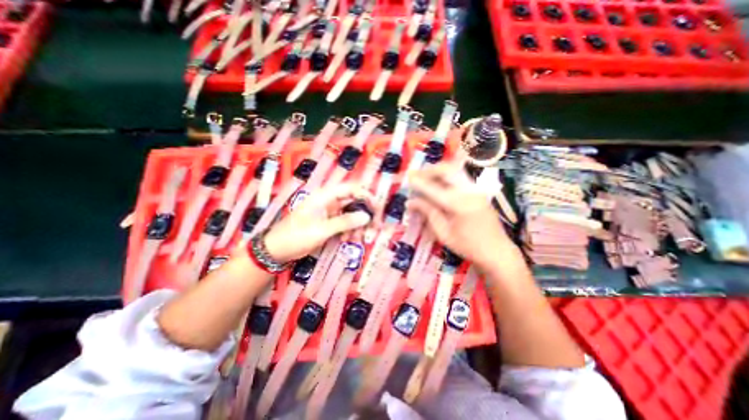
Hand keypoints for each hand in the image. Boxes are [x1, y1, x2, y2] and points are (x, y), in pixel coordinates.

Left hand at [264, 184, 379, 262]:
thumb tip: (366, 216)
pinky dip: (348, 231)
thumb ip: (345, 222)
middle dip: (364, 214)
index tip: (376, 208)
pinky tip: (346, 240)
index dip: (366, 195)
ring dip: (356, 226)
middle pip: (353, 201)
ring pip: (350, 214)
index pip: (351, 188)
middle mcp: (329, 201)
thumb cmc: (296, 236)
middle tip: (373, 227)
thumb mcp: (321, 230)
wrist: (276, 250)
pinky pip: (344, 223)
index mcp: (325, 196)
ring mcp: (329, 212)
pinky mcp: (328, 222)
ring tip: (357, 239)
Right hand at [408, 163, 518, 270]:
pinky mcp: (479, 191)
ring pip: (454, 170)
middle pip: (446, 170)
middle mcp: (468, 191)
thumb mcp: (443, 233)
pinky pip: (459, 176)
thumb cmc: (468, 247)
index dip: (418, 182)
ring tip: (425, 179)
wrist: (497, 252)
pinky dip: (446, 176)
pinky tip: (438, 184)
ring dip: (437, 171)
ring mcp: (476, 189)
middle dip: (428, 170)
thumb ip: (428, 213)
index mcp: (458, 204)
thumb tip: (410, 202)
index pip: (432, 188)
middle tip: (416, 177)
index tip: (407, 177)